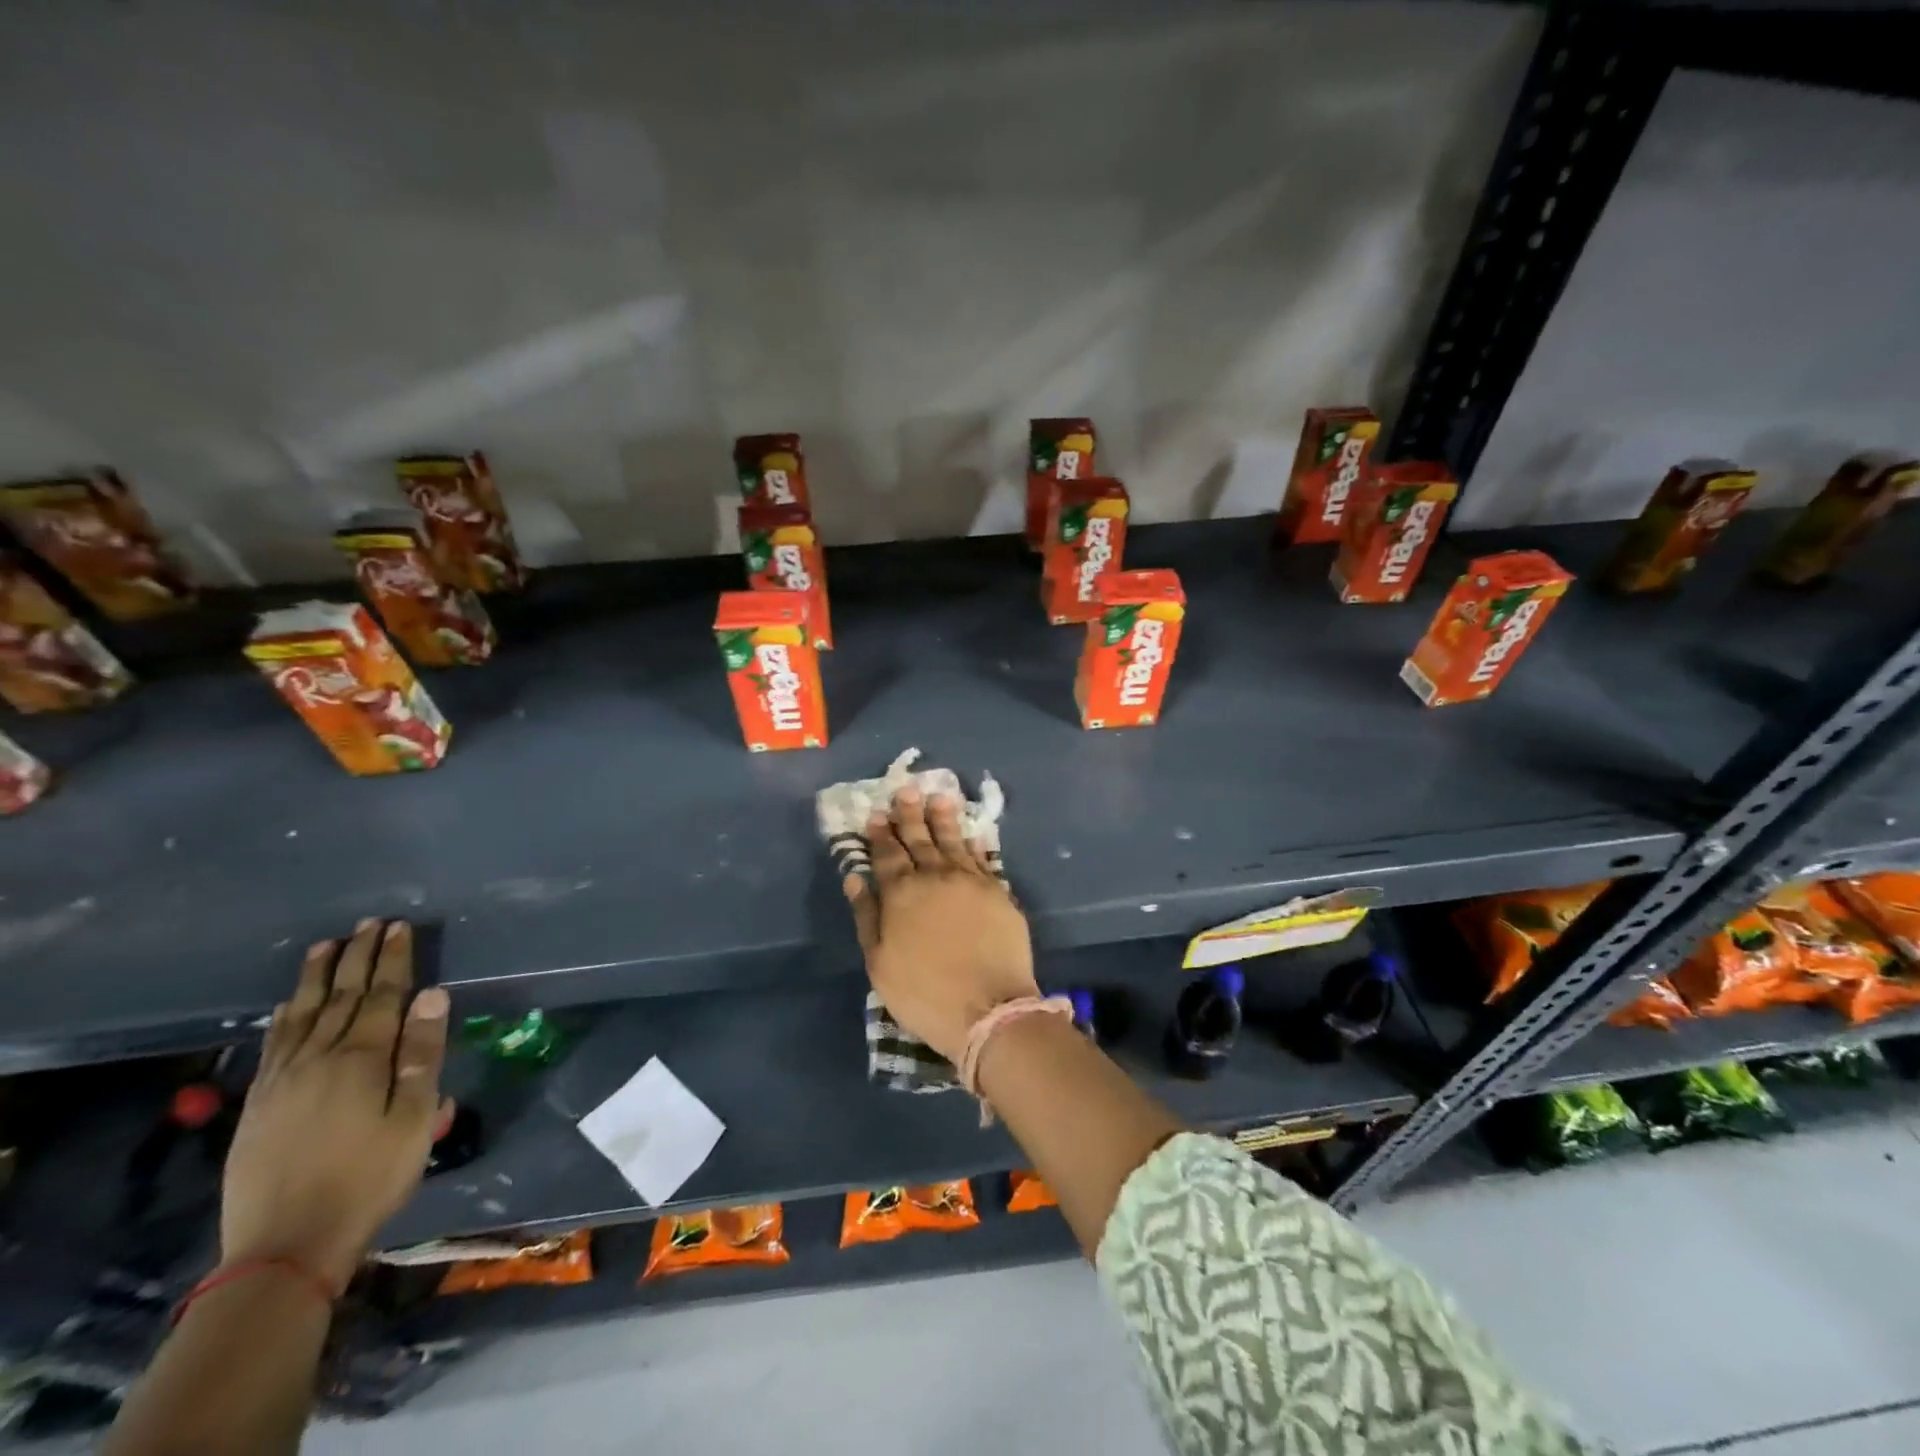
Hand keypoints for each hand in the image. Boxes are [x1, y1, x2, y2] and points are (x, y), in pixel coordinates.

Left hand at [220, 920, 448, 1290]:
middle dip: (356, 957)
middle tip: (368, 923)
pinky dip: (283, 1017)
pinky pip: (272, 1045)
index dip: (391, 959)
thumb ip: (423, 1053)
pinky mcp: (257, 1104)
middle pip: (340, 996)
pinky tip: (285, 1006)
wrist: (285, 1247)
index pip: (381, 995)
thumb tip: (432, 995)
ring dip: (316, 977)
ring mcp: (281, 1080)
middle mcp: (318, 1058)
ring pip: (301, 1014)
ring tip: (325, 946)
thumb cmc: (370, 1177)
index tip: (398, 927)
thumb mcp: (415, 1117)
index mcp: (362, 1059)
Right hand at [843, 788, 1036, 1063]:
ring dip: (944, 818)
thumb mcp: (879, 961)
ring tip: (940, 796)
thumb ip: (867, 915)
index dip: (881, 834)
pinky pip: (982, 858)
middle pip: (920, 839)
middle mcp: (935, 877)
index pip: (887, 855)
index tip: (877, 813)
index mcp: (901, 893)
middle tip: (906, 789)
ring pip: (953, 841)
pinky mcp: (997, 892)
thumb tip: (855, 876)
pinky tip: (971, 833)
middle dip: (910, 814)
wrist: (988, 1008)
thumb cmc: (923, 992)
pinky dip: (974, 843)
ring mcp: (970, 881)